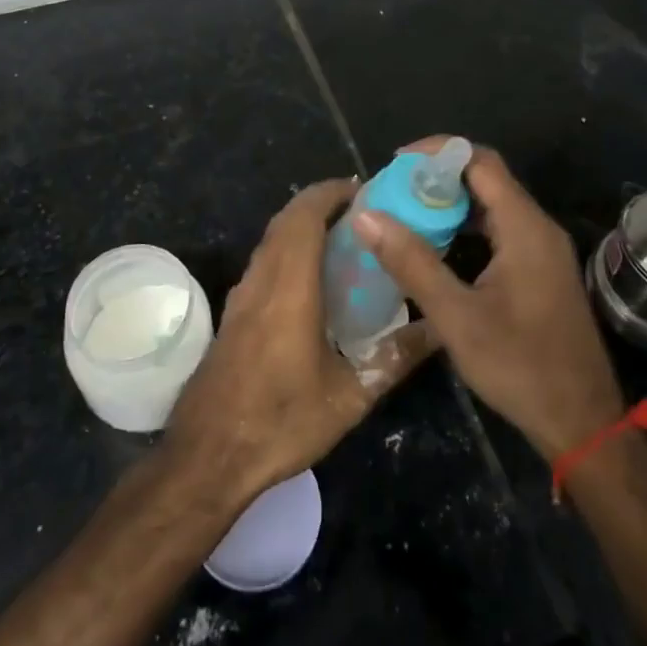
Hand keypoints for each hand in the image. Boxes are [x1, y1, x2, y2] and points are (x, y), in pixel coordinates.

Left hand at [165, 178, 435, 502]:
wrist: (208, 456)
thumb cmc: (281, 421)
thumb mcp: (349, 397)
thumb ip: (394, 359)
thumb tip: (438, 330)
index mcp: (289, 286)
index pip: (304, 216)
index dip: (330, 193)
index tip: (361, 189)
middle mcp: (262, 279)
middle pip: (286, 220)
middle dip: (320, 204)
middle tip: (361, 212)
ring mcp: (242, 295)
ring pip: (271, 239)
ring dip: (302, 225)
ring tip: (343, 239)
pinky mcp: (234, 314)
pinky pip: (264, 262)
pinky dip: (288, 249)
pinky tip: (312, 279)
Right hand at [355, 141, 624, 460]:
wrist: (583, 423)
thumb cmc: (520, 367)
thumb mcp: (457, 317)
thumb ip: (412, 262)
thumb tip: (367, 215)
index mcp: (524, 227)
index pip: (480, 161)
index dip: (437, 152)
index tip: (396, 164)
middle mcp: (537, 227)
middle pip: (486, 178)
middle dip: (437, 177)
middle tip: (393, 191)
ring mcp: (542, 250)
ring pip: (492, 205)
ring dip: (450, 203)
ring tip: (405, 214)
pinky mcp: (540, 271)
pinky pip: (499, 230)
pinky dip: (466, 228)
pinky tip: (436, 248)